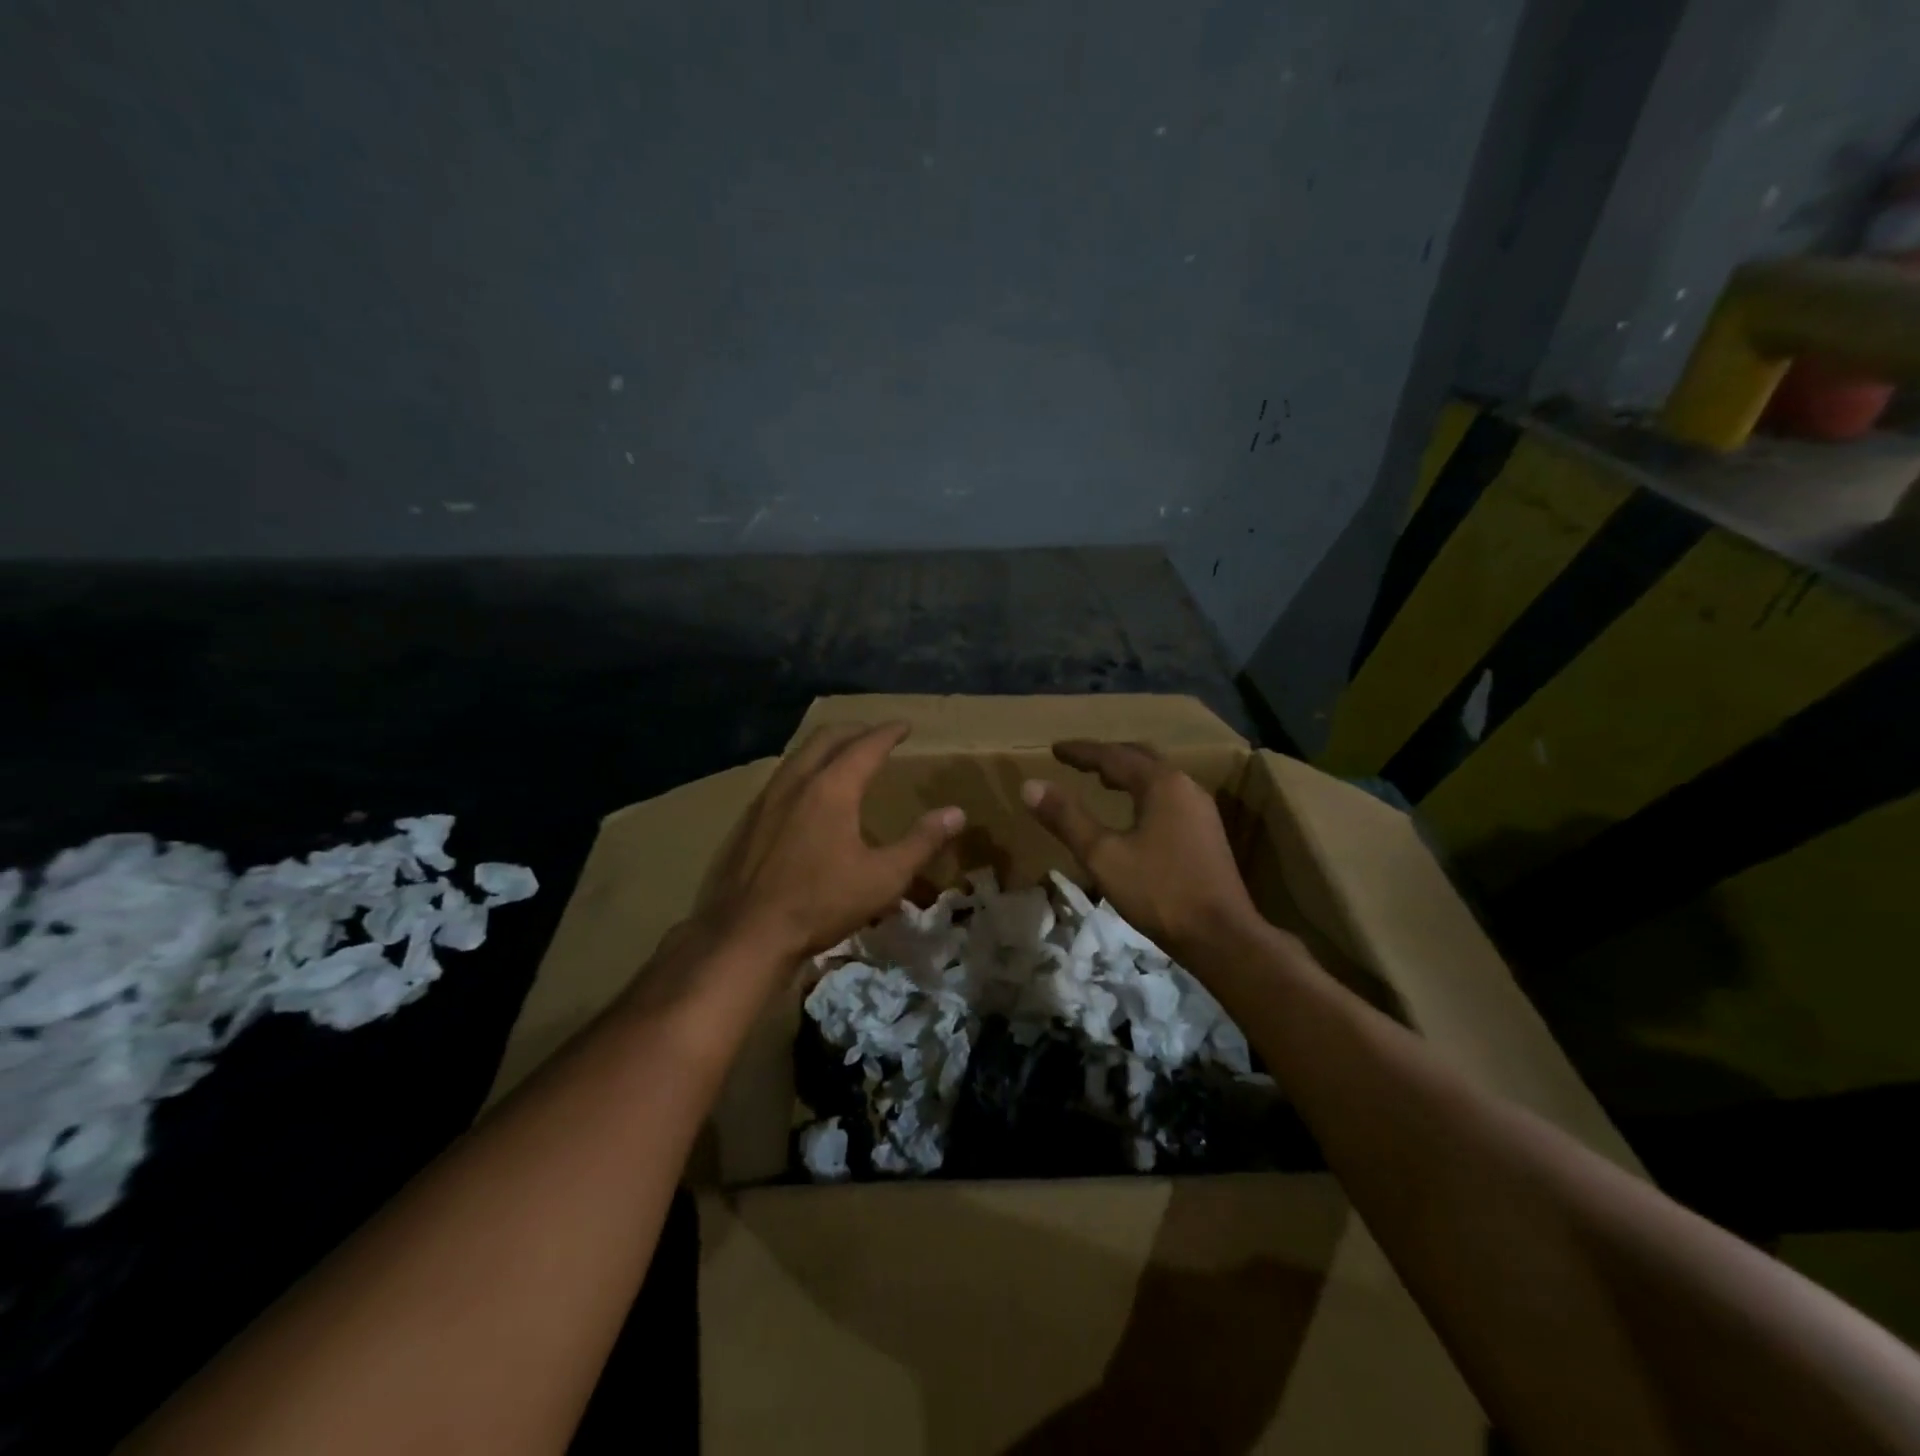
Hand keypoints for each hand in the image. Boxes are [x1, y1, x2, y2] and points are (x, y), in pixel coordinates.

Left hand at [706, 722, 965, 961]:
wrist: (748, 934)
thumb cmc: (822, 903)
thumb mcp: (884, 877)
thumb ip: (921, 841)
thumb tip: (956, 813)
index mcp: (832, 789)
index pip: (865, 747)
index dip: (888, 733)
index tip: (905, 725)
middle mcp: (797, 783)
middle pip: (826, 739)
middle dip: (854, 731)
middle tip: (875, 734)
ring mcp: (767, 800)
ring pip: (799, 756)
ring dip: (826, 747)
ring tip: (843, 756)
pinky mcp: (750, 821)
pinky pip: (782, 778)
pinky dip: (804, 770)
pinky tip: (807, 795)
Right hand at [1021, 741, 1260, 956]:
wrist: (1222, 936)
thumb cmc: (1160, 892)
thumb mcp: (1103, 855)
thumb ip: (1067, 817)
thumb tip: (1030, 785)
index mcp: (1161, 784)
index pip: (1113, 756)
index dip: (1081, 752)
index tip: (1055, 749)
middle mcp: (1185, 786)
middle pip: (1141, 758)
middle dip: (1107, 755)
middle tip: (1078, 760)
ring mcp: (1201, 809)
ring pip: (1158, 777)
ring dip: (1128, 773)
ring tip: (1102, 779)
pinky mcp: (1207, 832)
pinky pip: (1169, 796)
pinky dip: (1143, 791)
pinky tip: (1135, 812)